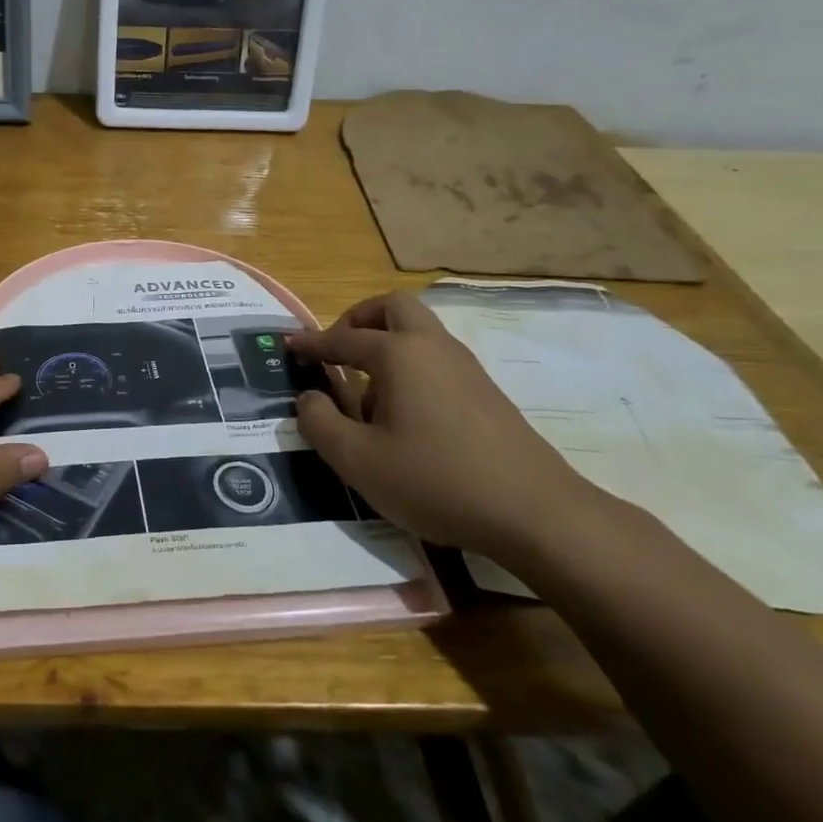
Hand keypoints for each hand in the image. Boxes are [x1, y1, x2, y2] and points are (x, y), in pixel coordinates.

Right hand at [288, 292, 596, 559]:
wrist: (535, 513)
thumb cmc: (435, 480)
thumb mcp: (357, 460)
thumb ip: (319, 422)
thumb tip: (308, 397)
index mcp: (400, 355)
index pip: (344, 337)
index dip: (311, 343)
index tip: (288, 346)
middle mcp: (434, 348)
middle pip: (393, 308)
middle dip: (358, 320)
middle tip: (337, 351)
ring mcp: (466, 368)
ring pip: (418, 334)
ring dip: (385, 347)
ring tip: (366, 400)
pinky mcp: (485, 394)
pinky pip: (436, 361)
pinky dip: (410, 370)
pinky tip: (403, 421)